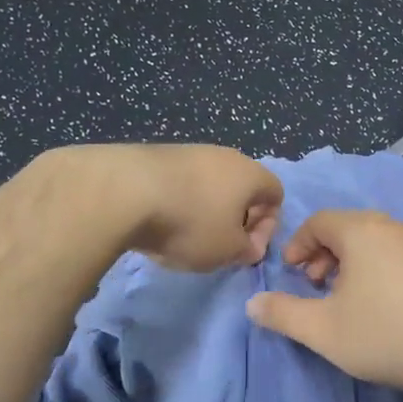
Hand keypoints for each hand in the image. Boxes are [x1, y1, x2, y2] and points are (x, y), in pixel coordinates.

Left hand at [113, 144, 283, 270]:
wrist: (127, 191)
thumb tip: (249, 246)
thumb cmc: (191, 223)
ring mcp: (190, 151)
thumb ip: (247, 250)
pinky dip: (178, 202)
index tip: (246, 249)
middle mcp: (225, 155)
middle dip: (235, 219)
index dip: (268, 226)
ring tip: (184, 236)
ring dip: (205, 211)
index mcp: (250, 173)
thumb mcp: (228, 250)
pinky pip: (181, 182)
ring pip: (210, 185)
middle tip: (218, 245)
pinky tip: (159, 222)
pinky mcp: (158, 155)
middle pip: (242, 188)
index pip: (276, 195)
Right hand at [245, 209, 402, 400]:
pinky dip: (378, 267)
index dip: (298, 245)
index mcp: (361, 231)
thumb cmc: (384, 335)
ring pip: (374, 240)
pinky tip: (382, 304)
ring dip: (351, 261)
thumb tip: (252, 304)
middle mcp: (392, 227)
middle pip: (347, 227)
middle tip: (315, 285)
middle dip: (323, 253)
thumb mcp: (322, 330)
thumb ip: (282, 314)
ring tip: (346, 297)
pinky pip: (397, 253)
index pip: (318, 221)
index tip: (291, 273)